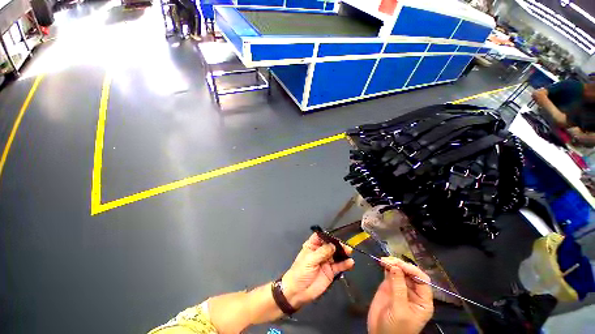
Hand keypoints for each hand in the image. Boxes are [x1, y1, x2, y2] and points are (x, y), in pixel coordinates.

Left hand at [281, 233, 354, 308]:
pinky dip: (345, 264)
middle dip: (337, 244)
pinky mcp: (331, 271)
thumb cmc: (300, 272)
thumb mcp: (310, 260)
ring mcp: (326, 261)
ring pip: (336, 254)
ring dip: (343, 252)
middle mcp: (320, 251)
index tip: (335, 236)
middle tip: (344, 246)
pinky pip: (339, 266)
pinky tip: (350, 262)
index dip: (327, 235)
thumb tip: (333, 245)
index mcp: (312, 246)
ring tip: (349, 252)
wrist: (298, 292)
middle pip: (330, 245)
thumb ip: (322, 252)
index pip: (320, 237)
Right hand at [368, 258, 433, 333]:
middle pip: (410, 273)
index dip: (412, 270)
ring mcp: (400, 288)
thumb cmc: (396, 328)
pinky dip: (386, 266)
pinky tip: (382, 263)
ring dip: (392, 263)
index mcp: (422, 300)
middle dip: (400, 265)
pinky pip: (389, 273)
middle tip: (387, 260)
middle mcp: (413, 292)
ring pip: (399, 271)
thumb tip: (395, 267)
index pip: (422, 280)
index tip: (399, 265)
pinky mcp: (389, 286)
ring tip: (383, 260)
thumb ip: (398, 288)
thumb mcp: (400, 310)